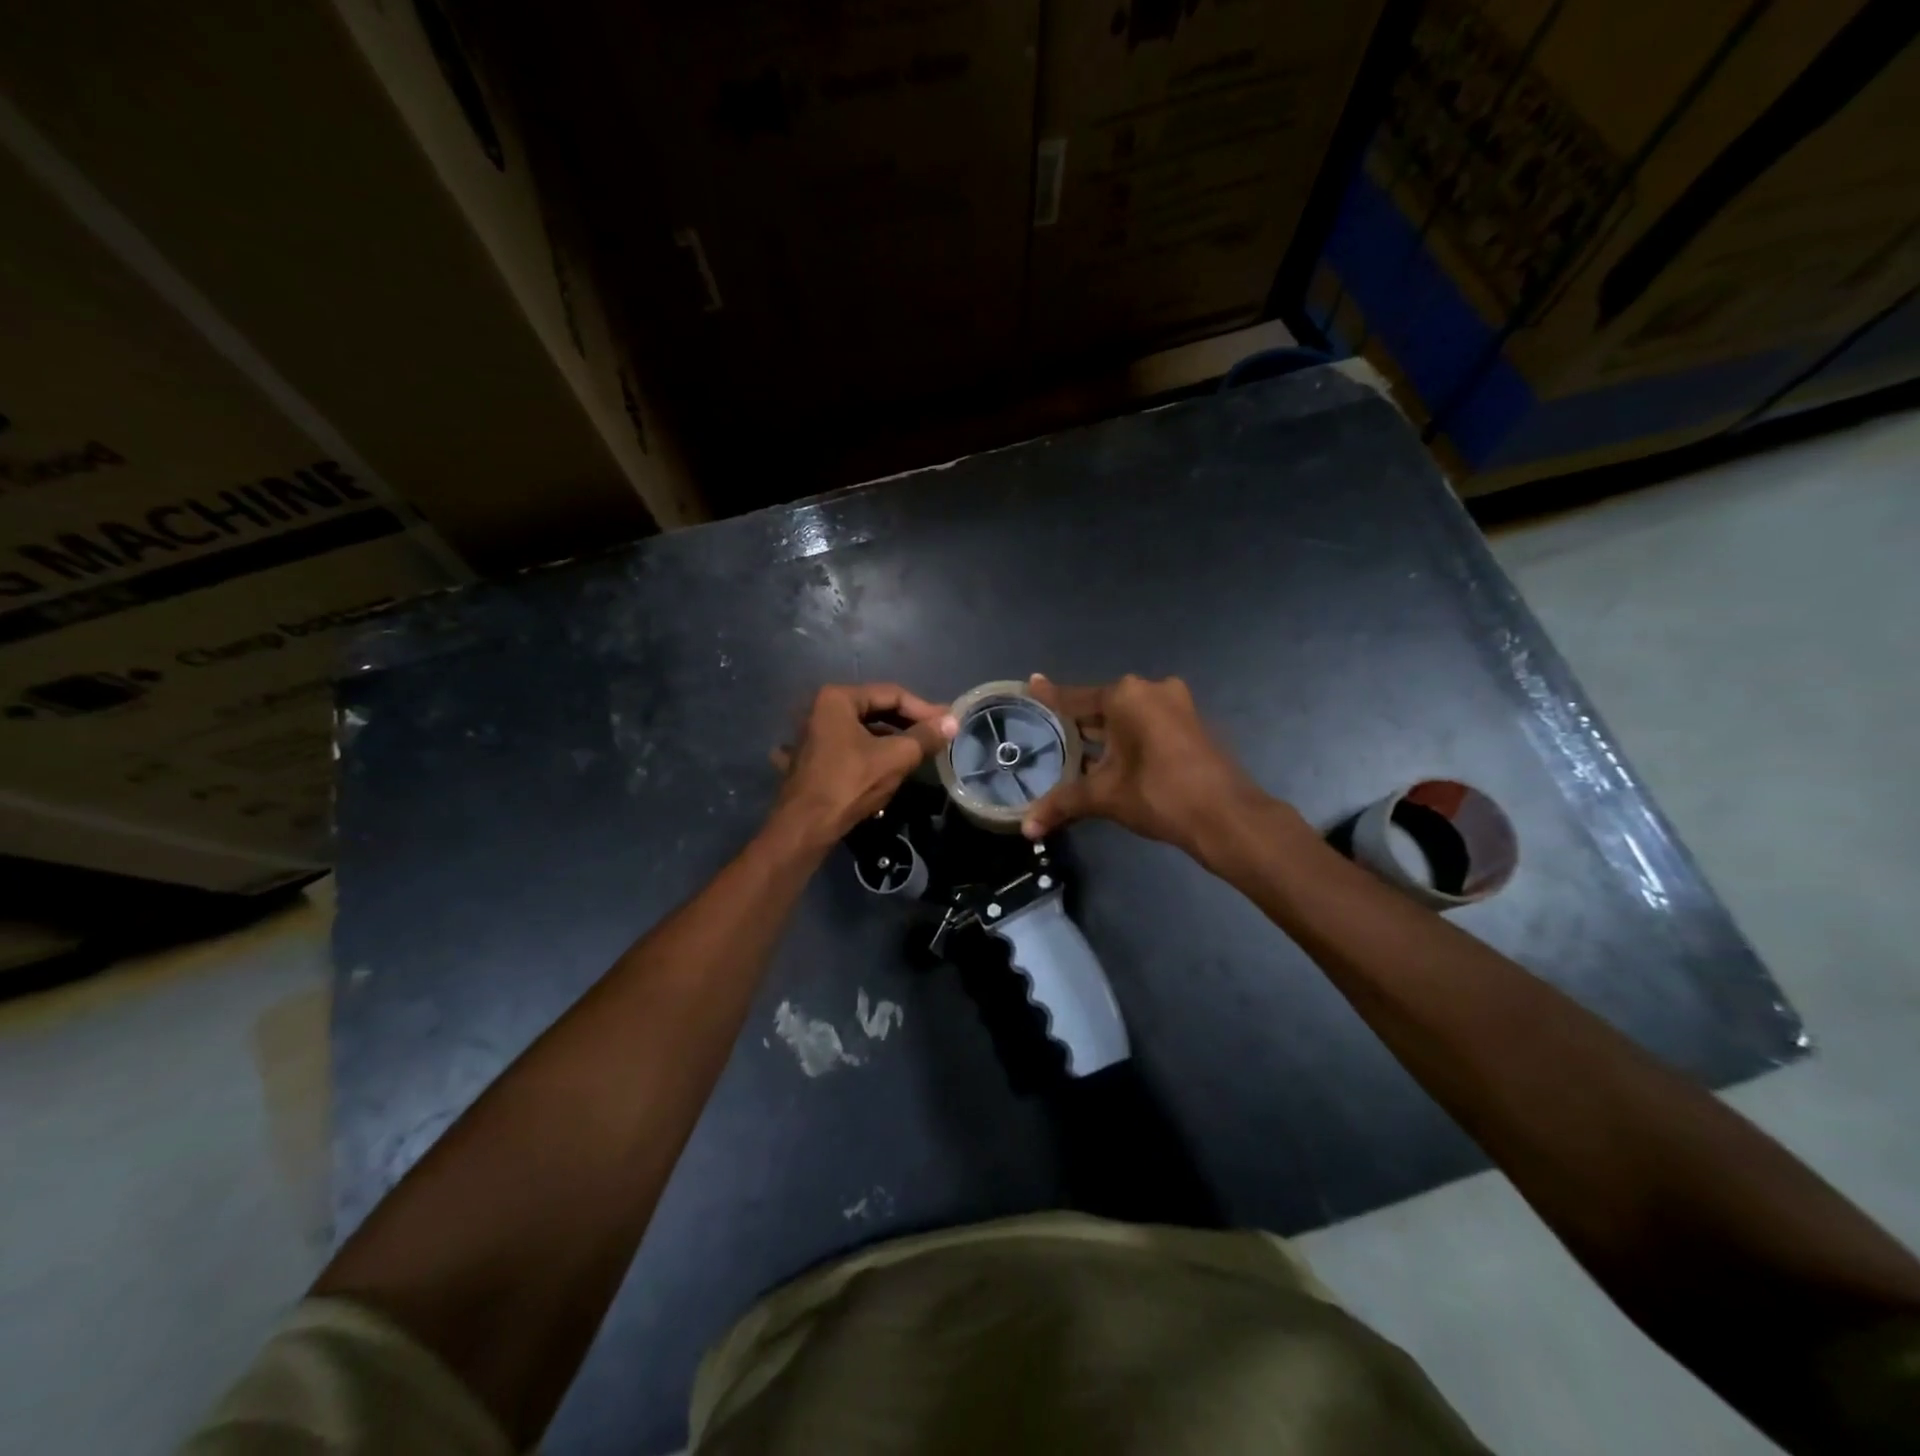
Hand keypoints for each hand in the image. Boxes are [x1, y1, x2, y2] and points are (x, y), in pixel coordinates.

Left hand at [770, 683, 957, 846]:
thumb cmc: (849, 784)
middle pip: (876, 709)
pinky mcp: (811, 757)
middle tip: (938, 734)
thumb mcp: (894, 758)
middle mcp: (820, 709)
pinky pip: (849, 746)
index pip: (892, 694)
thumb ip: (925, 737)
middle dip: (909, 722)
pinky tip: (888, 763)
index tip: (948, 722)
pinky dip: (871, 751)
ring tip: (920, 751)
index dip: (924, 708)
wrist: (805, 827)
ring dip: (892, 738)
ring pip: (863, 729)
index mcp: (837, 698)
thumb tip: (952, 722)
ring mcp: (812, 734)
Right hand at [1022, 674, 1283, 864]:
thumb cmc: (1158, 794)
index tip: (1031, 682)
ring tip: (1074, 752)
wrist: (1226, 816)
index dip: (1050, 696)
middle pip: (1101, 707)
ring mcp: (1176, 705)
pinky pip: (1147, 726)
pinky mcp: (1191, 725)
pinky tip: (1111, 761)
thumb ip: (1062, 804)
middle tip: (1049, 734)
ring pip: (1127, 718)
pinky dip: (1128, 740)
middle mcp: (1151, 690)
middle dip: (1078, 724)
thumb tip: (1026, 828)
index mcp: (1126, 696)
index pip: (1075, 698)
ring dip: (1104, 736)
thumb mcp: (1104, 796)